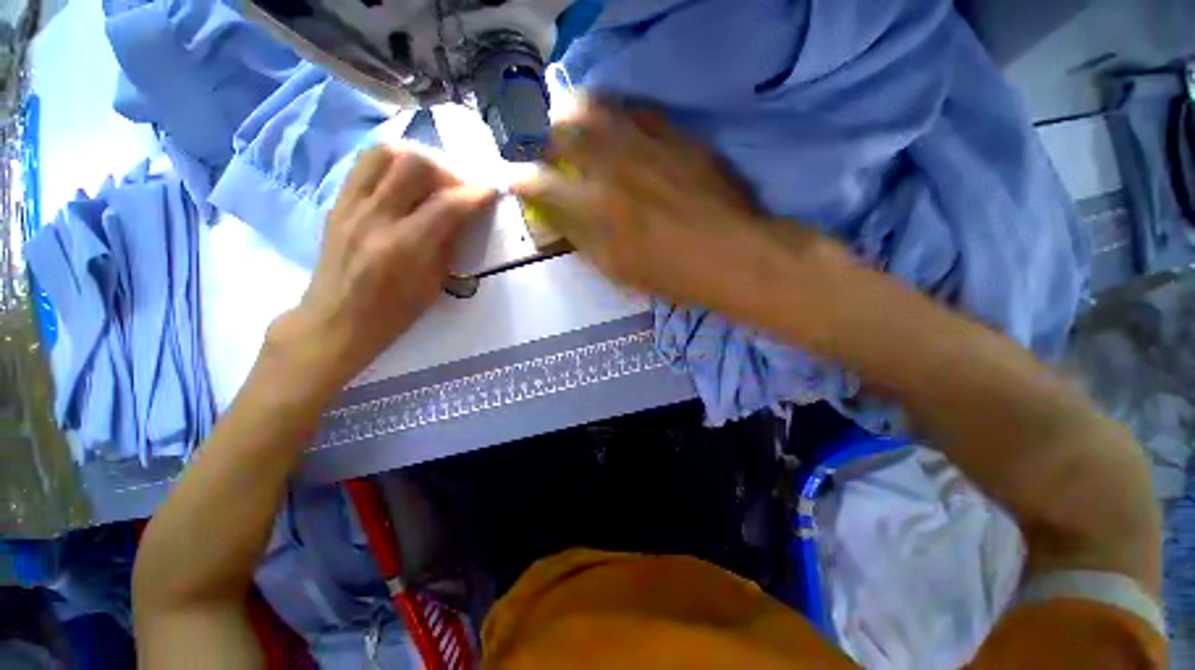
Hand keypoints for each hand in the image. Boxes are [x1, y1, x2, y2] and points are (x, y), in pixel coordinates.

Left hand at [272, 144, 494, 395]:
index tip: (491, 191)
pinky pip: (365, 164)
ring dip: (416, 160)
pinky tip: (404, 182)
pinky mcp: (337, 202)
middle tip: (458, 189)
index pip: (447, 205)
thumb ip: (449, 242)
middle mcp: (375, 218)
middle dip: (446, 171)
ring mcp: (351, 206)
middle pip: (414, 165)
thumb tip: (465, 213)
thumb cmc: (394, 312)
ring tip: (431, 179)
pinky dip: (392, 164)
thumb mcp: (434, 283)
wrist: (337, 320)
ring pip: (385, 153)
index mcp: (405, 248)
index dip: (475, 194)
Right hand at [512, 100, 831, 315]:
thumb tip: (560, 216)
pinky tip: (622, 133)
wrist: (731, 255)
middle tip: (556, 152)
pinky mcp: (675, 134)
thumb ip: (582, 239)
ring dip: (580, 117)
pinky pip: (637, 109)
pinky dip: (619, 116)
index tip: (516, 179)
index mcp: (594, 211)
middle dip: (550, 137)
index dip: (520, 180)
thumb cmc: (671, 275)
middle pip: (563, 129)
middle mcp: (612, 168)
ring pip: (596, 107)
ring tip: (584, 134)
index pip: (539, 185)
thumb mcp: (615, 270)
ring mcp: (645, 144)